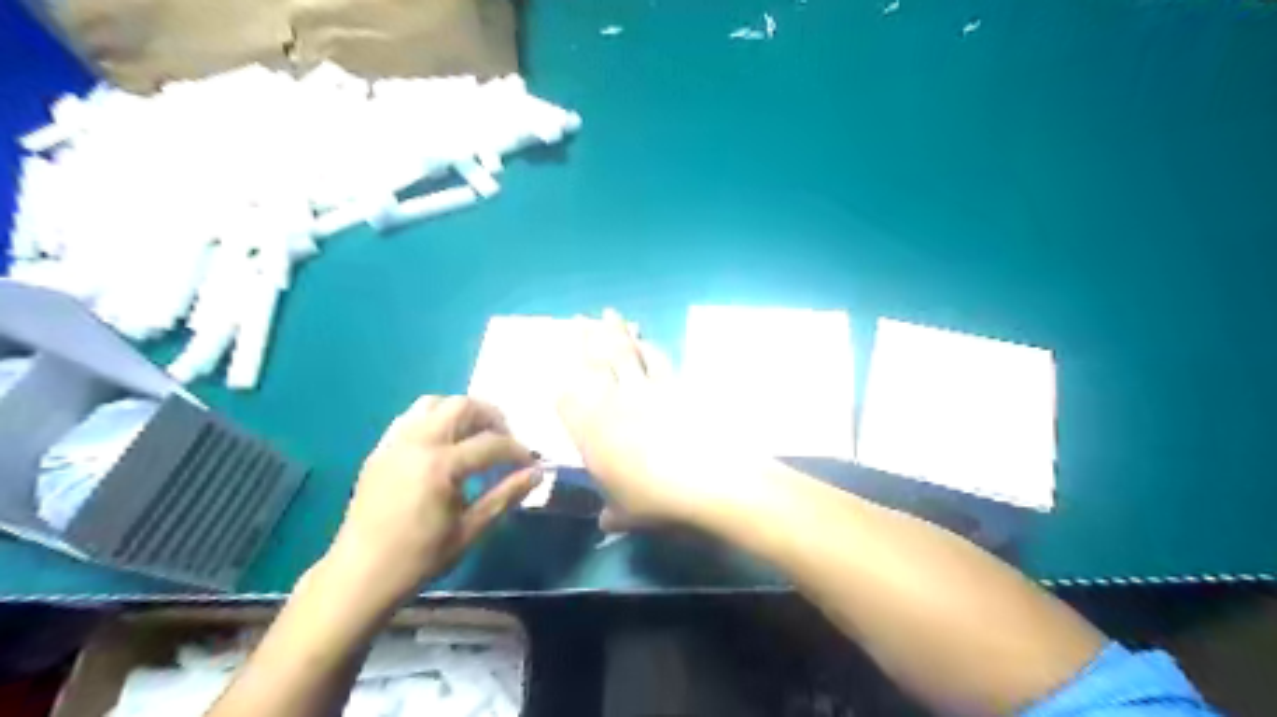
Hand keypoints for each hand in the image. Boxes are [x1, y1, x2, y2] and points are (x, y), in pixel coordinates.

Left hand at [325, 394, 535, 602]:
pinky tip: (442, 443)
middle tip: (505, 439)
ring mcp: (395, 443)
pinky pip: (410, 418)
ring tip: (475, 434)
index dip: (517, 451)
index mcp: (441, 465)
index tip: (531, 463)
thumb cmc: (419, 557)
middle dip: (492, 418)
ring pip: (434, 404)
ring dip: (461, 412)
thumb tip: (537, 473)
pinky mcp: (380, 450)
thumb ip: (506, 496)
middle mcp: (417, 443)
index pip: (491, 443)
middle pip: (463, 407)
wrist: (360, 575)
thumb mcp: (470, 530)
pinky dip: (433, 419)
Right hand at [556, 309, 754, 530]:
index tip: (560, 376)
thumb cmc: (655, 500)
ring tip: (612, 316)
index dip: (563, 386)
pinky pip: (658, 360)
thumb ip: (613, 514)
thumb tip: (606, 522)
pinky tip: (647, 342)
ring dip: (617, 333)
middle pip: (595, 361)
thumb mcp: (627, 513)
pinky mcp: (675, 386)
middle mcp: (612, 402)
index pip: (567, 399)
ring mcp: (645, 389)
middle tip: (582, 318)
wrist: (706, 479)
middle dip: (587, 338)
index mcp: (591, 430)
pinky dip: (650, 348)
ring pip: (626, 352)